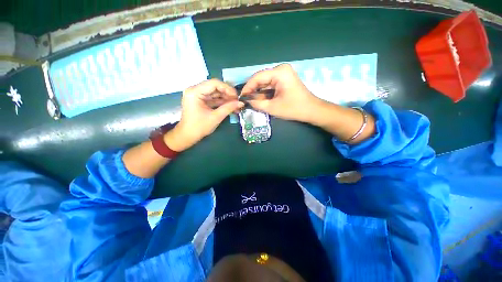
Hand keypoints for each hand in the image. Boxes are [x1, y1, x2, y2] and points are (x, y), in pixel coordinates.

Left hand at [165, 79, 243, 151]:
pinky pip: (213, 98)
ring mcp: (197, 95)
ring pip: (215, 92)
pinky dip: (221, 102)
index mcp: (195, 92)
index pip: (214, 83)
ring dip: (226, 98)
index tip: (237, 97)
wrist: (187, 136)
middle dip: (228, 94)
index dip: (228, 89)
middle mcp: (195, 90)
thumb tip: (241, 103)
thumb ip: (229, 108)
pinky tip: (230, 106)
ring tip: (236, 105)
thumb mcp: (216, 117)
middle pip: (215, 87)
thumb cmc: (199, 127)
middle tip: (238, 101)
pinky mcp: (200, 100)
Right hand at [240, 64, 320, 122]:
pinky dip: (264, 91)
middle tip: (245, 100)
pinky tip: (260, 99)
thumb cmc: (294, 109)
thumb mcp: (272, 107)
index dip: (247, 87)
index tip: (241, 96)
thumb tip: (246, 100)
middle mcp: (281, 69)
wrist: (311, 110)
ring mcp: (283, 73)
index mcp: (279, 72)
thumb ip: (257, 103)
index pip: (257, 77)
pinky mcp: (284, 79)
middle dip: (253, 90)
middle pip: (261, 78)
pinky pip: (270, 84)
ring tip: (251, 101)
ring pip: (265, 81)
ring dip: (258, 91)